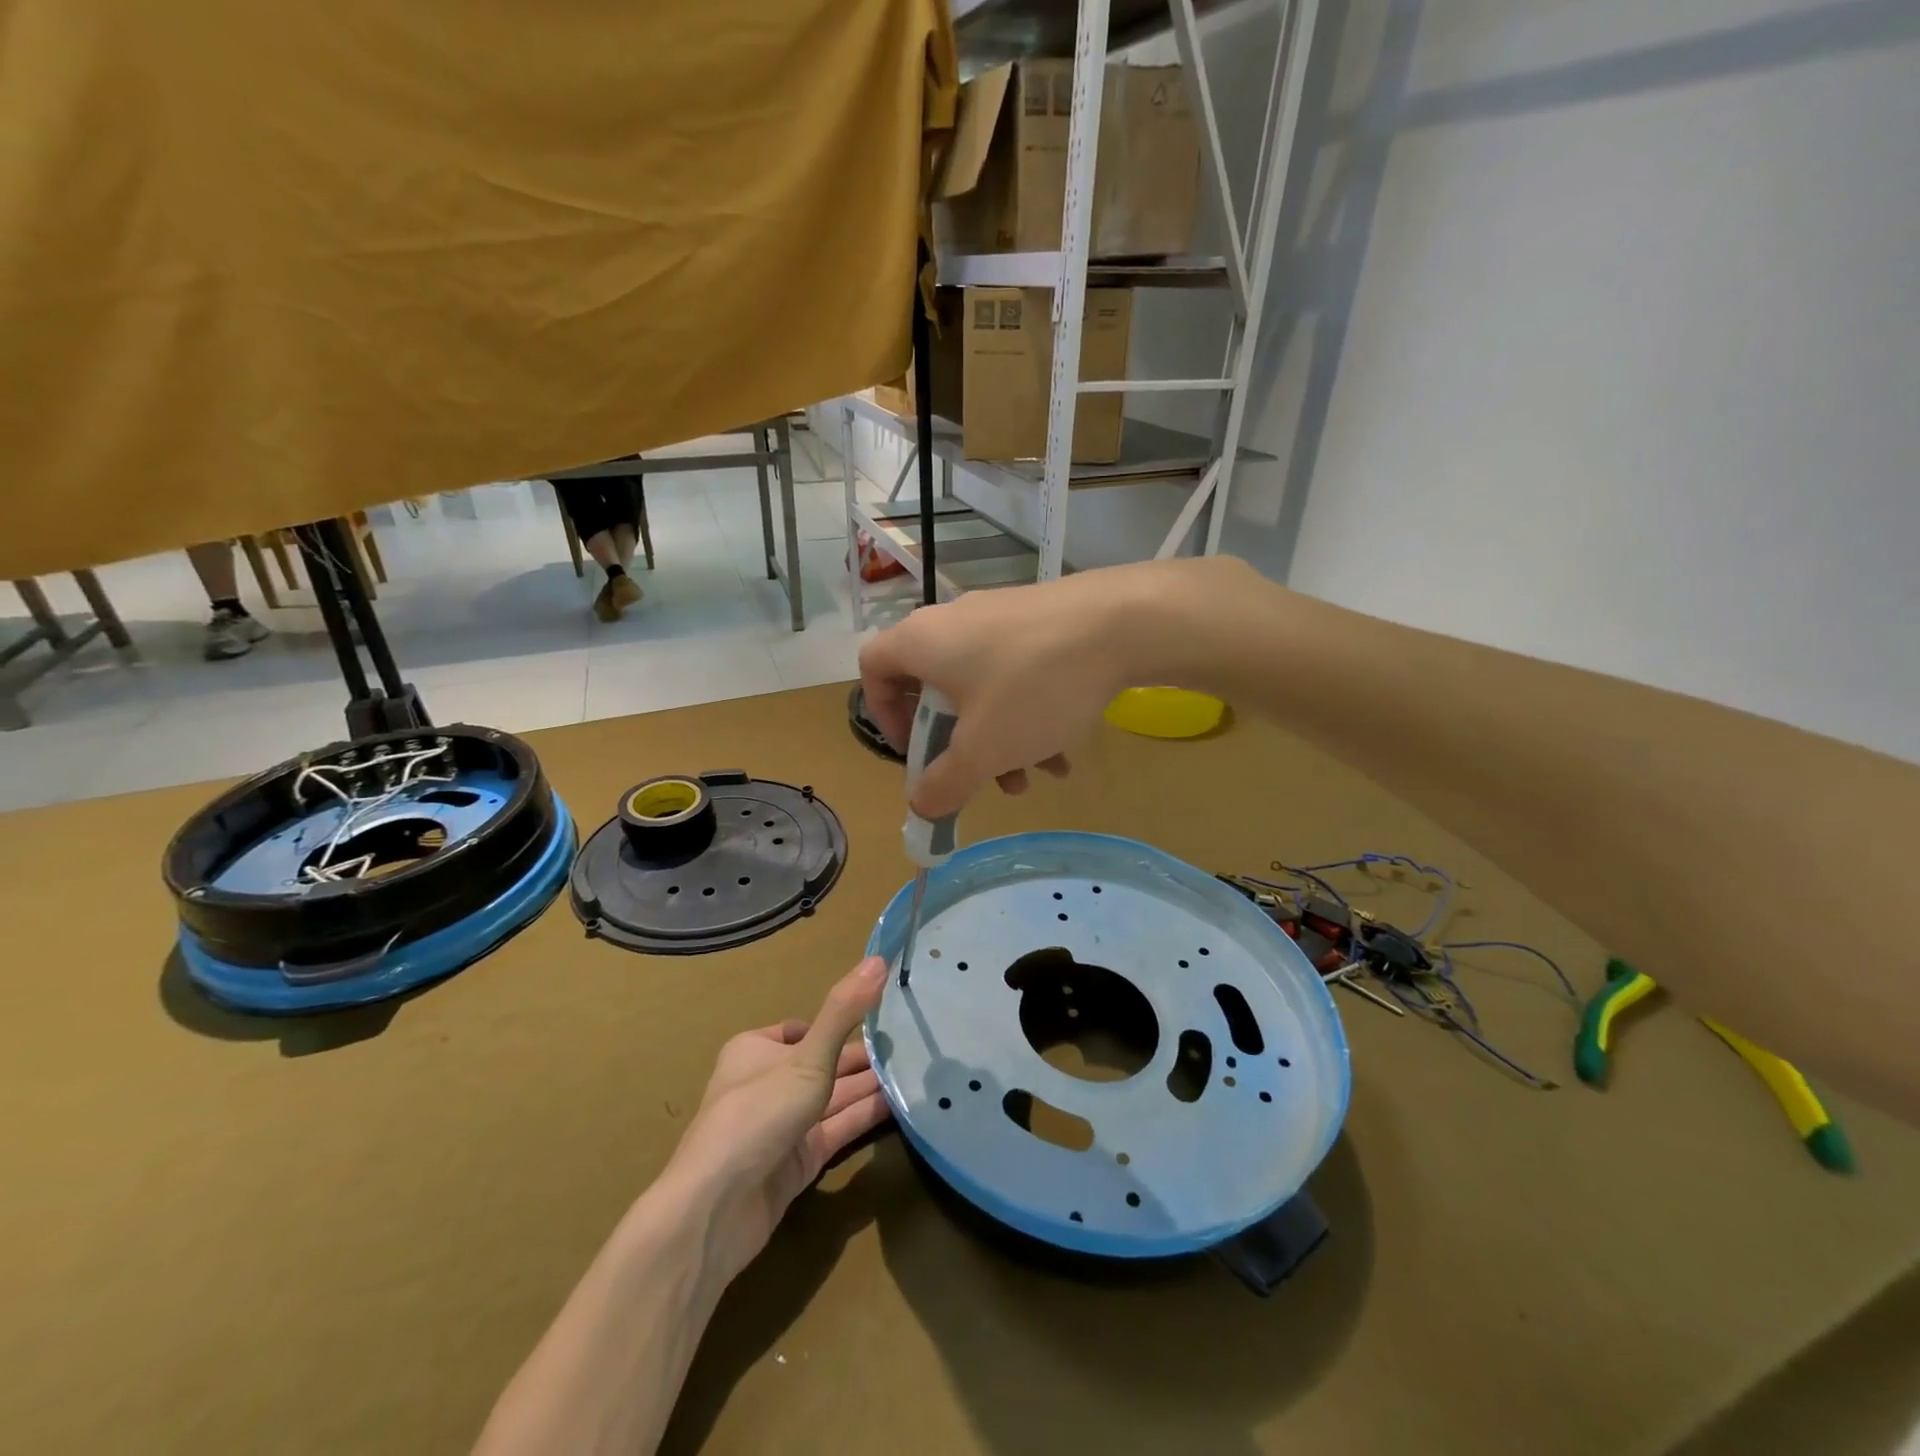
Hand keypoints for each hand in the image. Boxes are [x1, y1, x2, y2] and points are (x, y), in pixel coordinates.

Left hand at [663, 957, 891, 1287]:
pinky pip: (837, 1131)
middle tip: (914, 1046)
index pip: (804, 1029)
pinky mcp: (796, 1162)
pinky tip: (900, 1107)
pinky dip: (864, 1118)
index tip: (883, 1016)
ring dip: (869, 1087)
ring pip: (834, 1098)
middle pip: (824, 1064)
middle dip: (864, 1058)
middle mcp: (768, 1084)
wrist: (715, 1210)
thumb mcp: (808, 1057)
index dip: (841, 1024)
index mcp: (756, 1050)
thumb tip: (879, 958)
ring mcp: (782, 1126)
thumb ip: (844, 1011)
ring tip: (917, 1072)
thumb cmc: (758, 1114)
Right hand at [859, 559, 1240, 817]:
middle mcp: (954, 622)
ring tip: (1035, 777)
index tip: (914, 751)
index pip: (874, 669)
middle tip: (980, 777)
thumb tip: (921, 806)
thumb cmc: (1032, 687)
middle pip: (936, 691)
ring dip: (1001, 740)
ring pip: (984, 690)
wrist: (1121, 624)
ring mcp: (1001, 618)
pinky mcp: (1042, 622)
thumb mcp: (983, 750)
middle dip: (959, 745)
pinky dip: (1031, 716)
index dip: (883, 716)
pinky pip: (1019, 676)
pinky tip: (1065, 753)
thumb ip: (945, 784)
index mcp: (922, 642)